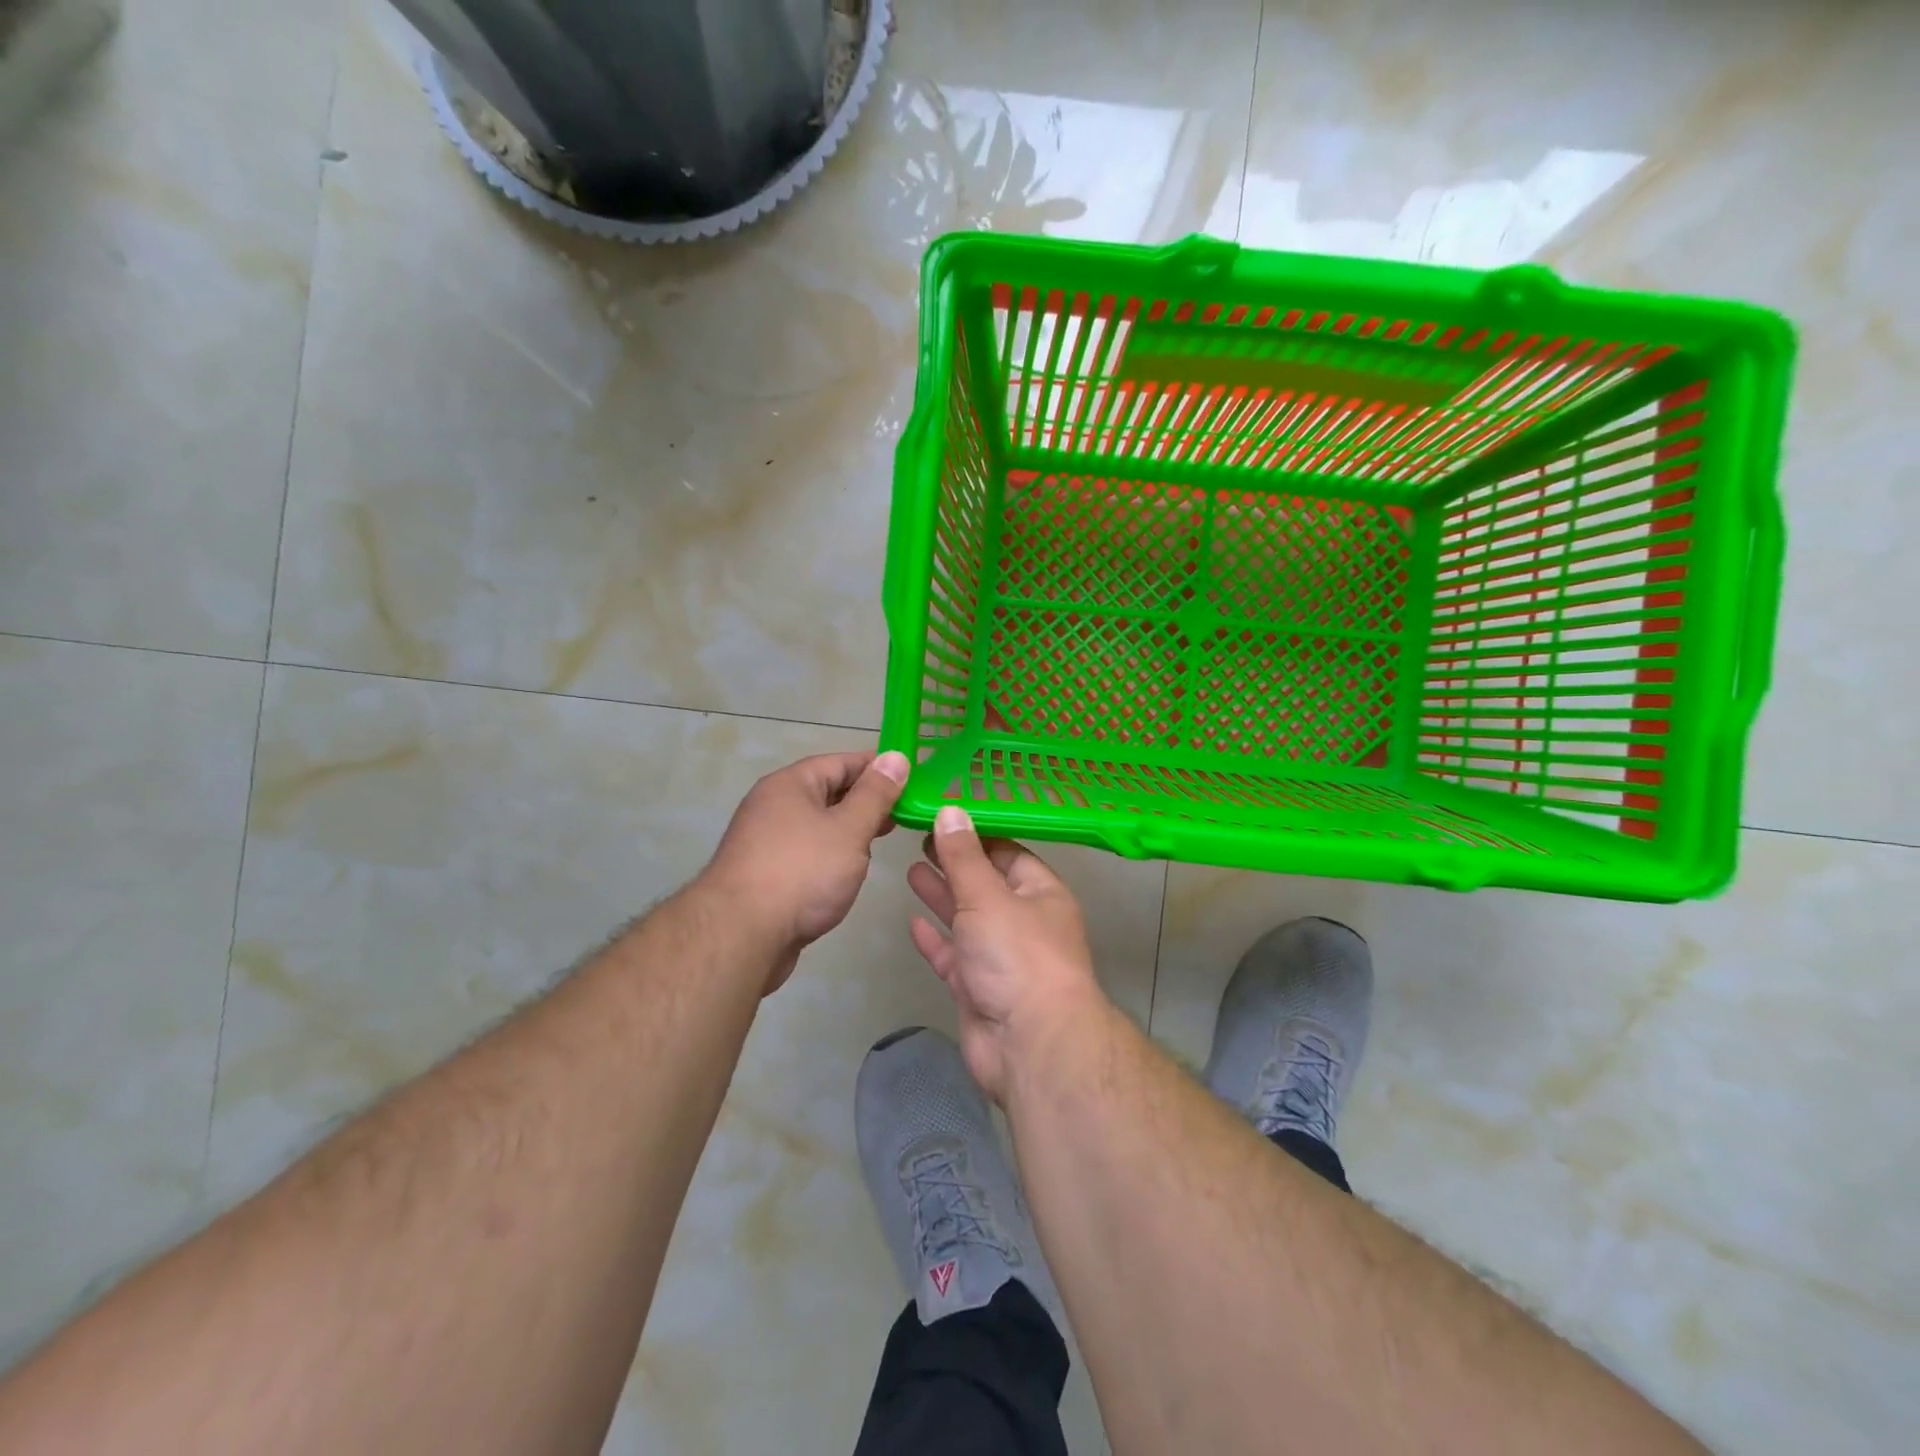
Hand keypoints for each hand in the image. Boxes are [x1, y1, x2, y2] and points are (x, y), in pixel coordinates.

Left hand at [705, 750, 907, 992]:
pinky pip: (807, 851)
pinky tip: (850, 870)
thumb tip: (895, 757)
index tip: (912, 776)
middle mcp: (773, 805)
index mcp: (790, 784)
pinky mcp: (765, 874)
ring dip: (850, 828)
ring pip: (818, 824)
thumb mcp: (849, 828)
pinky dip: (831, 854)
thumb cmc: (802, 872)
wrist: (742, 936)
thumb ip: (875, 794)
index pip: (841, 762)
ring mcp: (766, 841)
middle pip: (827, 791)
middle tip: (906, 811)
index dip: (877, 767)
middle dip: (867, 800)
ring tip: (884, 839)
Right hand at [906, 806, 1102, 1099]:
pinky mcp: (978, 989)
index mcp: (1040, 893)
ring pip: (967, 919)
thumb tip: (951, 810)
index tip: (944, 816)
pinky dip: (935, 940)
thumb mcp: (987, 895)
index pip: (1008, 853)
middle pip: (984, 884)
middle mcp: (1023, 922)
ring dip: (942, 896)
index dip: (977, 835)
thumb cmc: (1017, 955)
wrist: (1030, 1044)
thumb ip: (963, 856)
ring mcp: (1000, 958)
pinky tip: (911, 921)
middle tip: (920, 838)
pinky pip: (954, 957)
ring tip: (911, 868)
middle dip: (955, 863)